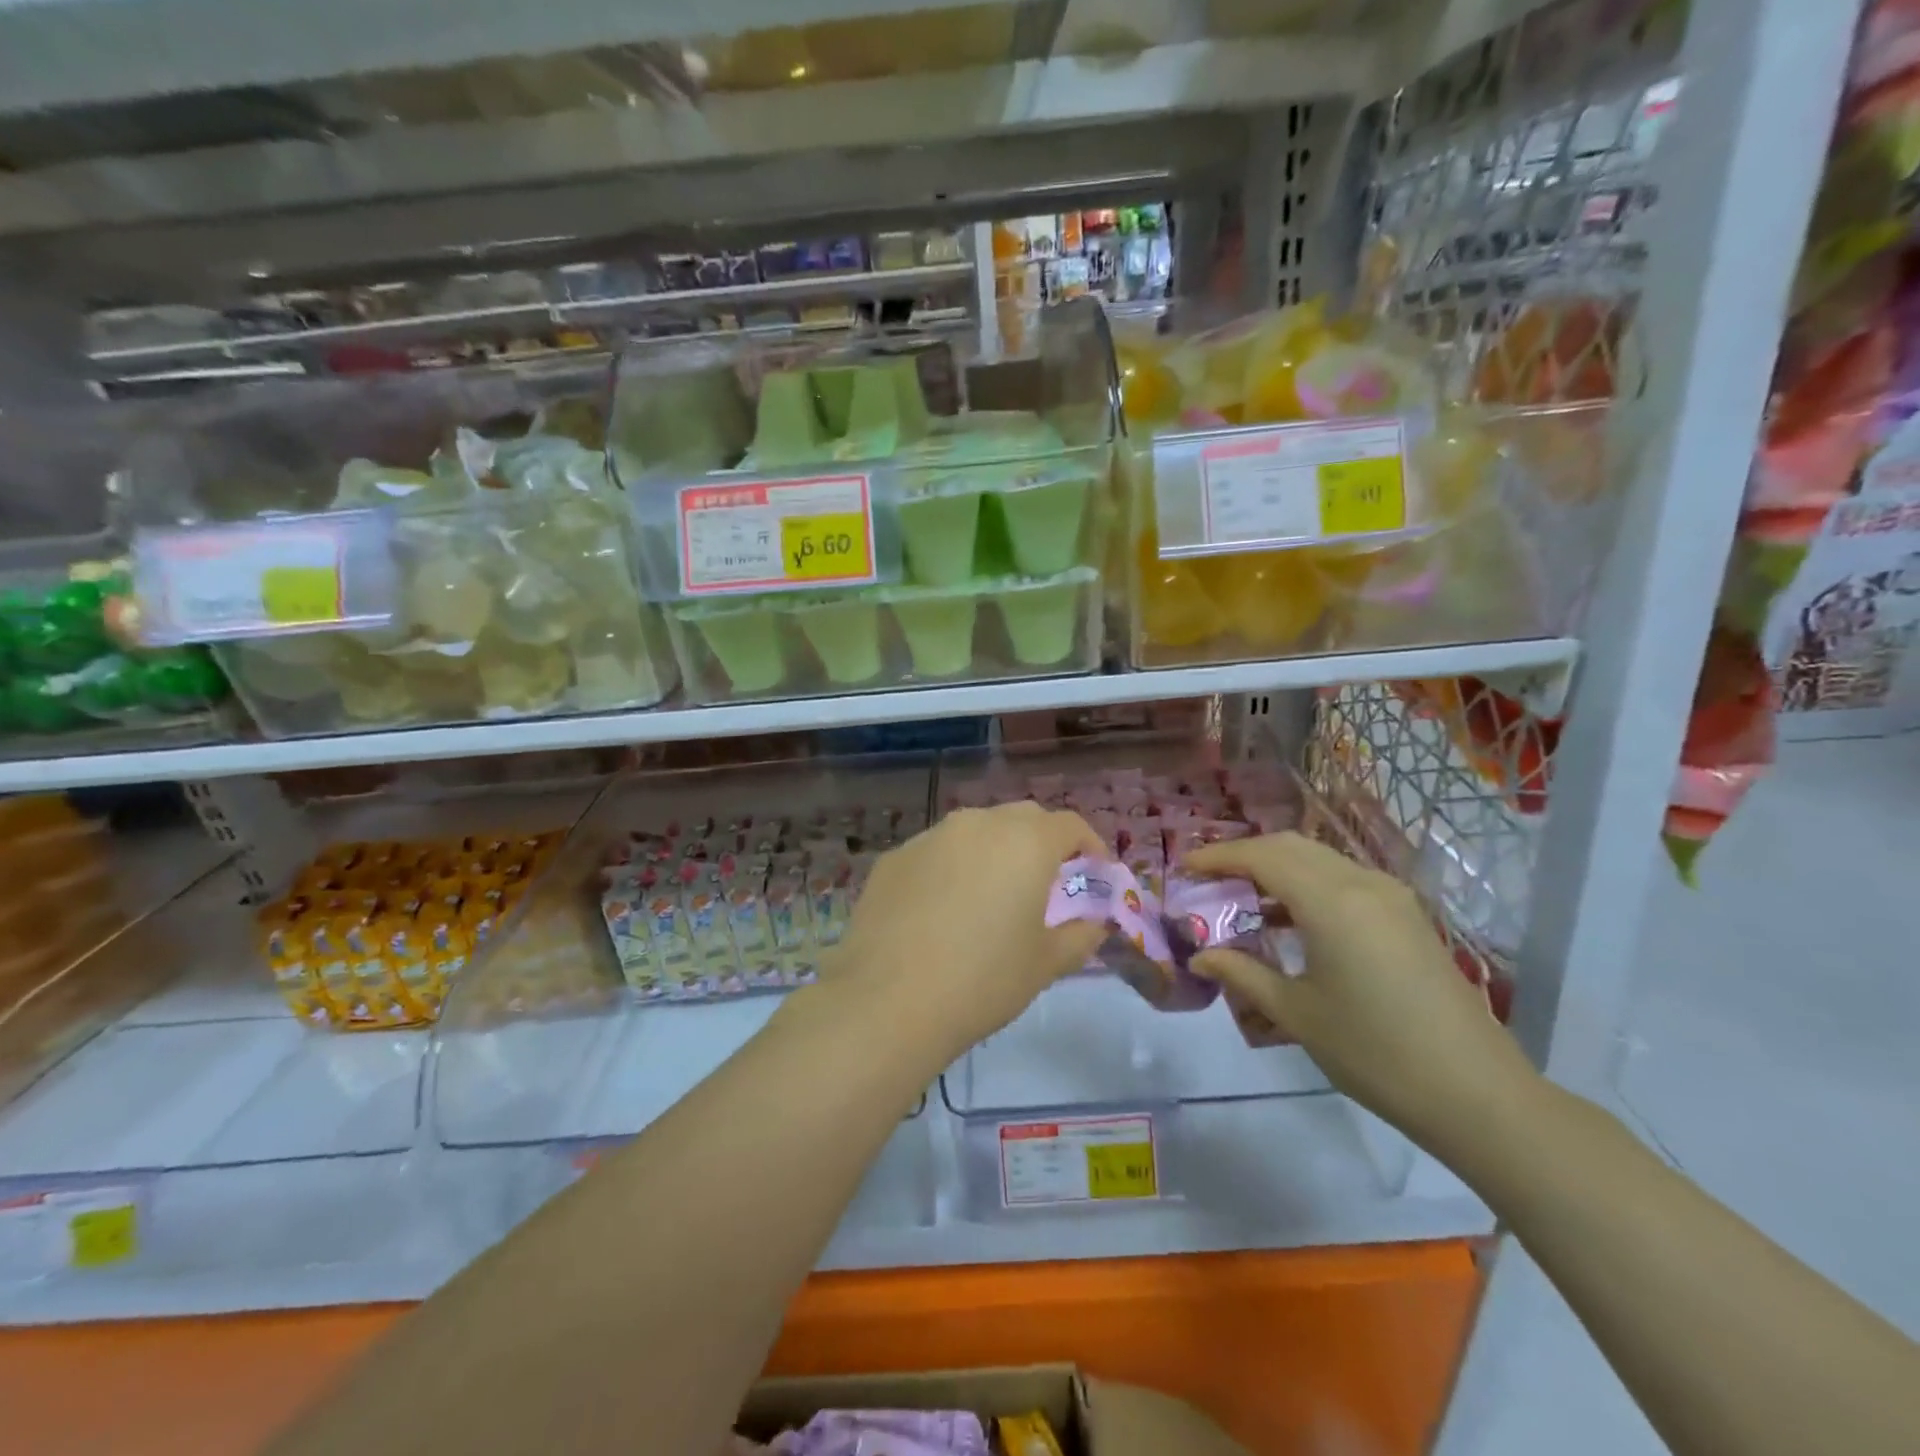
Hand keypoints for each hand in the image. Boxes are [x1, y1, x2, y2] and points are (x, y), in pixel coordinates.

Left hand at [823, 802, 1107, 1058]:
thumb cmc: (983, 981)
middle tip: (1046, 885)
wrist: (887, 1002)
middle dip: (1042, 843)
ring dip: (995, 852)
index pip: (1070, 825)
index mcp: (1025, 842)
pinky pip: (936, 852)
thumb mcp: (1046, 963)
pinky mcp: (894, 858)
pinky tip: (941, 911)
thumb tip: (1093, 921)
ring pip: (976, 831)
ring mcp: (930, 836)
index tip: (1093, 876)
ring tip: (991, 896)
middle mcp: (978, 824)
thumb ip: (1081, 934)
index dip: (1089, 847)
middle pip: (1023, 819)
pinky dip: (952, 868)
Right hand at [1183, 833, 1539, 1154]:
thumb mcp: (1297, 1014)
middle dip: (1245, 854)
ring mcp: (1391, 897)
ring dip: (1277, 866)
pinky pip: (1344, 879)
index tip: (1184, 867)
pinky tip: (1291, 918)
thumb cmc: (1375, 1053)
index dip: (1218, 857)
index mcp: (1331, 901)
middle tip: (1209, 878)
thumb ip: (1243, 974)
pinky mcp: (1406, 916)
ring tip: (1242, 896)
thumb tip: (1200, 957)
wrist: (1477, 1094)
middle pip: (1291, 846)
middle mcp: (1361, 884)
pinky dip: (1307, 882)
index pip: (1262, 856)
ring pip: (1320, 858)